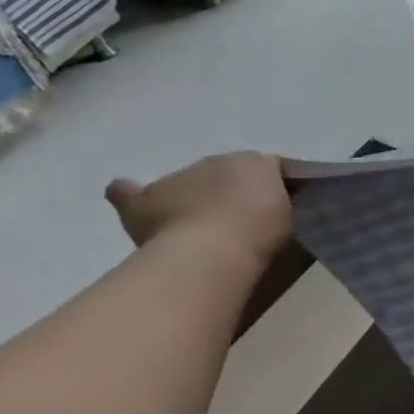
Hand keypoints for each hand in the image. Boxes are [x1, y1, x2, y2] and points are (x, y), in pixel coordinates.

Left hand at [105, 152, 291, 263]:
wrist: (212, 251)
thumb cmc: (258, 231)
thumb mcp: (291, 216)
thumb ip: (282, 205)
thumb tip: (269, 209)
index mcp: (257, 162)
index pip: (267, 167)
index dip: (272, 186)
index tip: (278, 206)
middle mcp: (217, 162)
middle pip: (225, 173)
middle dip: (230, 189)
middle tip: (238, 220)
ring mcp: (178, 179)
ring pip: (186, 182)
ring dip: (191, 196)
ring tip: (196, 224)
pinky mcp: (142, 203)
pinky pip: (129, 192)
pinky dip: (127, 191)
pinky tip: (122, 190)